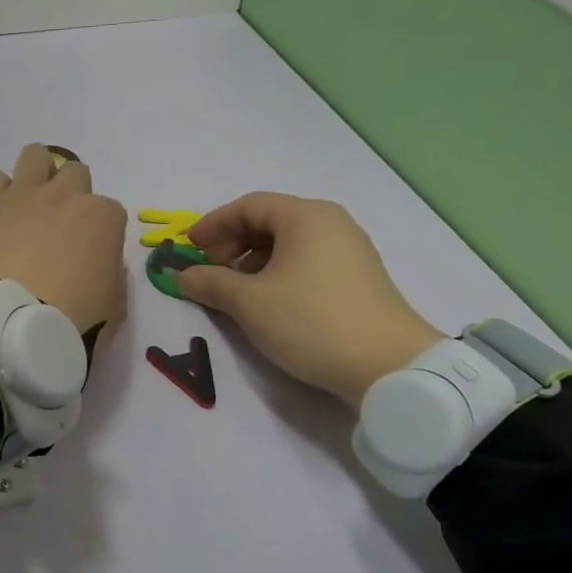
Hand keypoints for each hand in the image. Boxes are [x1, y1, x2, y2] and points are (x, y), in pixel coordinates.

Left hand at [0, 144, 127, 337]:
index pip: (109, 212)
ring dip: (36, 175)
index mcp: (103, 217)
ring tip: (27, 205)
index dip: (98, 232)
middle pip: (74, 173)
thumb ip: (112, 273)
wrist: (16, 324)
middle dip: (69, 195)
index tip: (88, 253)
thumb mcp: (114, 303)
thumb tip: (99, 261)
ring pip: (35, 156)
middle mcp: (66, 195)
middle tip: (57, 226)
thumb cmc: (74, 318)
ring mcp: (25, 195)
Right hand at [175, 193, 443, 407]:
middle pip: (269, 220)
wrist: (390, 366)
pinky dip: (279, 271)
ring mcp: (350, 249)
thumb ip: (210, 283)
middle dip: (233, 242)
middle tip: (211, 270)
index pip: (248, 206)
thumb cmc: (311, 321)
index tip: (189, 248)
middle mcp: (331, 223)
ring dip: (254, 260)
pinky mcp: (359, 277)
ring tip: (236, 290)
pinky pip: (308, 260)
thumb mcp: (249, 303)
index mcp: (305, 217)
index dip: (213, 224)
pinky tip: (269, 300)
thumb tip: (181, 276)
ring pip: (289, 242)